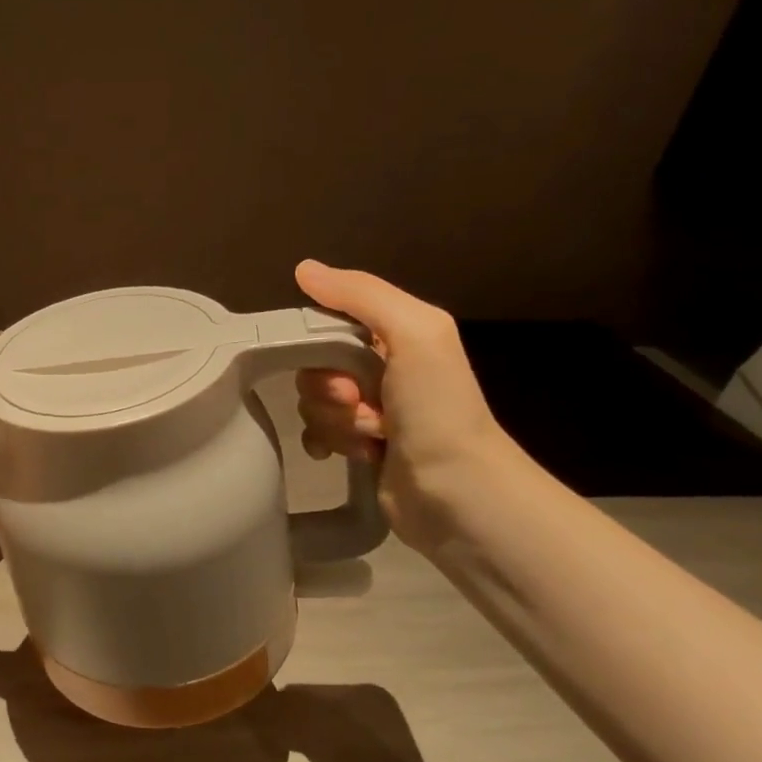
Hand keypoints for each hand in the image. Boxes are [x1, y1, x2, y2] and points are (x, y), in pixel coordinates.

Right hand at [293, 260, 519, 552]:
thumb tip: (303, 268)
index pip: (329, 322)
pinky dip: (326, 442)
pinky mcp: (359, 446)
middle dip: (328, 389)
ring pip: (313, 402)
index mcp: (395, 335)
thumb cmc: (438, 408)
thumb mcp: (413, 333)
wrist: (458, 492)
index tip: (338, 368)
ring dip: (334, 420)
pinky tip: (346, 454)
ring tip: (369, 436)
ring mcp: (369, 410)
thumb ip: (361, 295)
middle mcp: (381, 368)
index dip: (320, 344)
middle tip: (357, 404)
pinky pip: (316, 433)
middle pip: (315, 365)